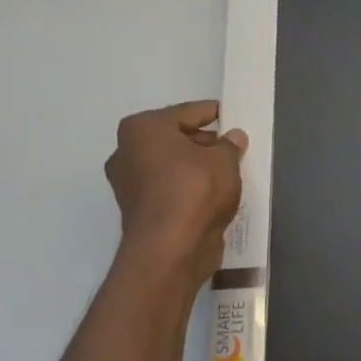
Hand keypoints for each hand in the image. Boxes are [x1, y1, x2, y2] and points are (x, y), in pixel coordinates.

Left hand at [105, 101, 246, 279]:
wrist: (170, 248)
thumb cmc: (194, 189)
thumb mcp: (224, 160)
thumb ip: (230, 145)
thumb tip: (233, 137)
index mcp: (142, 129)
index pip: (185, 112)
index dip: (211, 113)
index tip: (230, 114)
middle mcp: (127, 152)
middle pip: (173, 139)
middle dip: (203, 142)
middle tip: (233, 147)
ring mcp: (129, 185)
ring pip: (171, 167)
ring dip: (196, 168)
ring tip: (228, 172)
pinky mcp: (140, 212)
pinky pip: (170, 190)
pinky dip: (189, 190)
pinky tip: (214, 195)